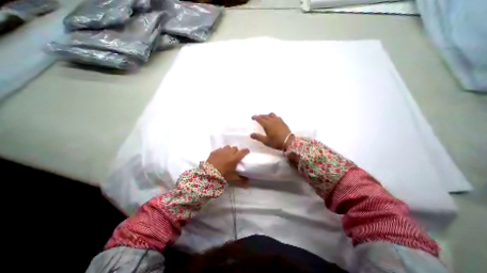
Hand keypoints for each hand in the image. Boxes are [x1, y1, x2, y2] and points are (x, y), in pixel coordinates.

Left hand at [206, 146, 250, 184]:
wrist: (208, 174)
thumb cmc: (222, 176)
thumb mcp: (232, 178)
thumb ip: (241, 180)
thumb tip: (248, 184)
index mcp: (235, 158)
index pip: (243, 151)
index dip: (246, 151)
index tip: (247, 153)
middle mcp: (229, 152)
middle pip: (235, 148)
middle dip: (236, 151)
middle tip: (235, 156)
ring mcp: (221, 151)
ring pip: (228, 147)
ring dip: (229, 150)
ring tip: (227, 155)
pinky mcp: (215, 151)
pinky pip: (220, 149)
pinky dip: (222, 151)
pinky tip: (220, 156)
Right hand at [251, 113, 292, 151]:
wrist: (289, 142)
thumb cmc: (276, 142)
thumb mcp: (266, 141)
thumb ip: (258, 137)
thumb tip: (251, 134)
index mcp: (267, 125)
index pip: (260, 119)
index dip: (255, 117)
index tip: (252, 117)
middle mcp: (272, 121)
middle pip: (265, 116)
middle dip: (260, 116)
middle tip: (257, 117)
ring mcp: (278, 121)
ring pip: (271, 115)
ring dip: (267, 115)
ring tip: (265, 117)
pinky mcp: (283, 122)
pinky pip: (277, 116)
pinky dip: (273, 116)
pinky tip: (274, 119)